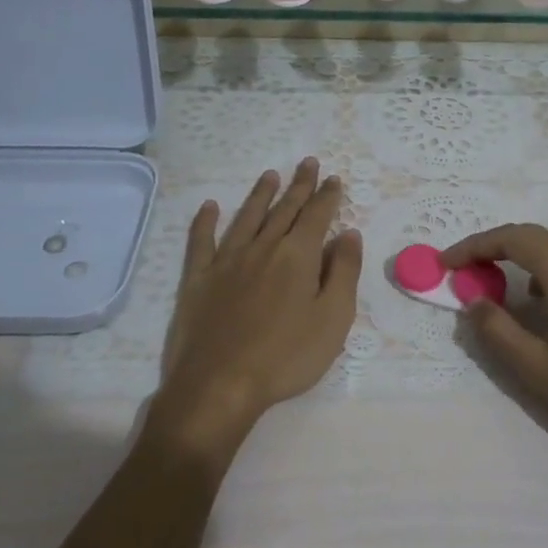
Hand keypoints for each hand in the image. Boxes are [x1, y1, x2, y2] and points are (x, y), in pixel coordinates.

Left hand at [155, 159, 362, 457]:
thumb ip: (344, 273)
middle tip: (308, 163)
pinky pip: (201, 241)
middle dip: (299, 185)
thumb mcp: (333, 319)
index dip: (327, 196)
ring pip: (246, 217)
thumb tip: (349, 234)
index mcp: (298, 256)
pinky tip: (209, 207)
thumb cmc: (286, 357)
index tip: (333, 178)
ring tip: (270, 175)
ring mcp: (226, 261)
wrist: (219, 384)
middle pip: (284, 209)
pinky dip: (205, 222)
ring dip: (260, 195)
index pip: (317, 216)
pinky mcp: (198, 279)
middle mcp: (262, 248)